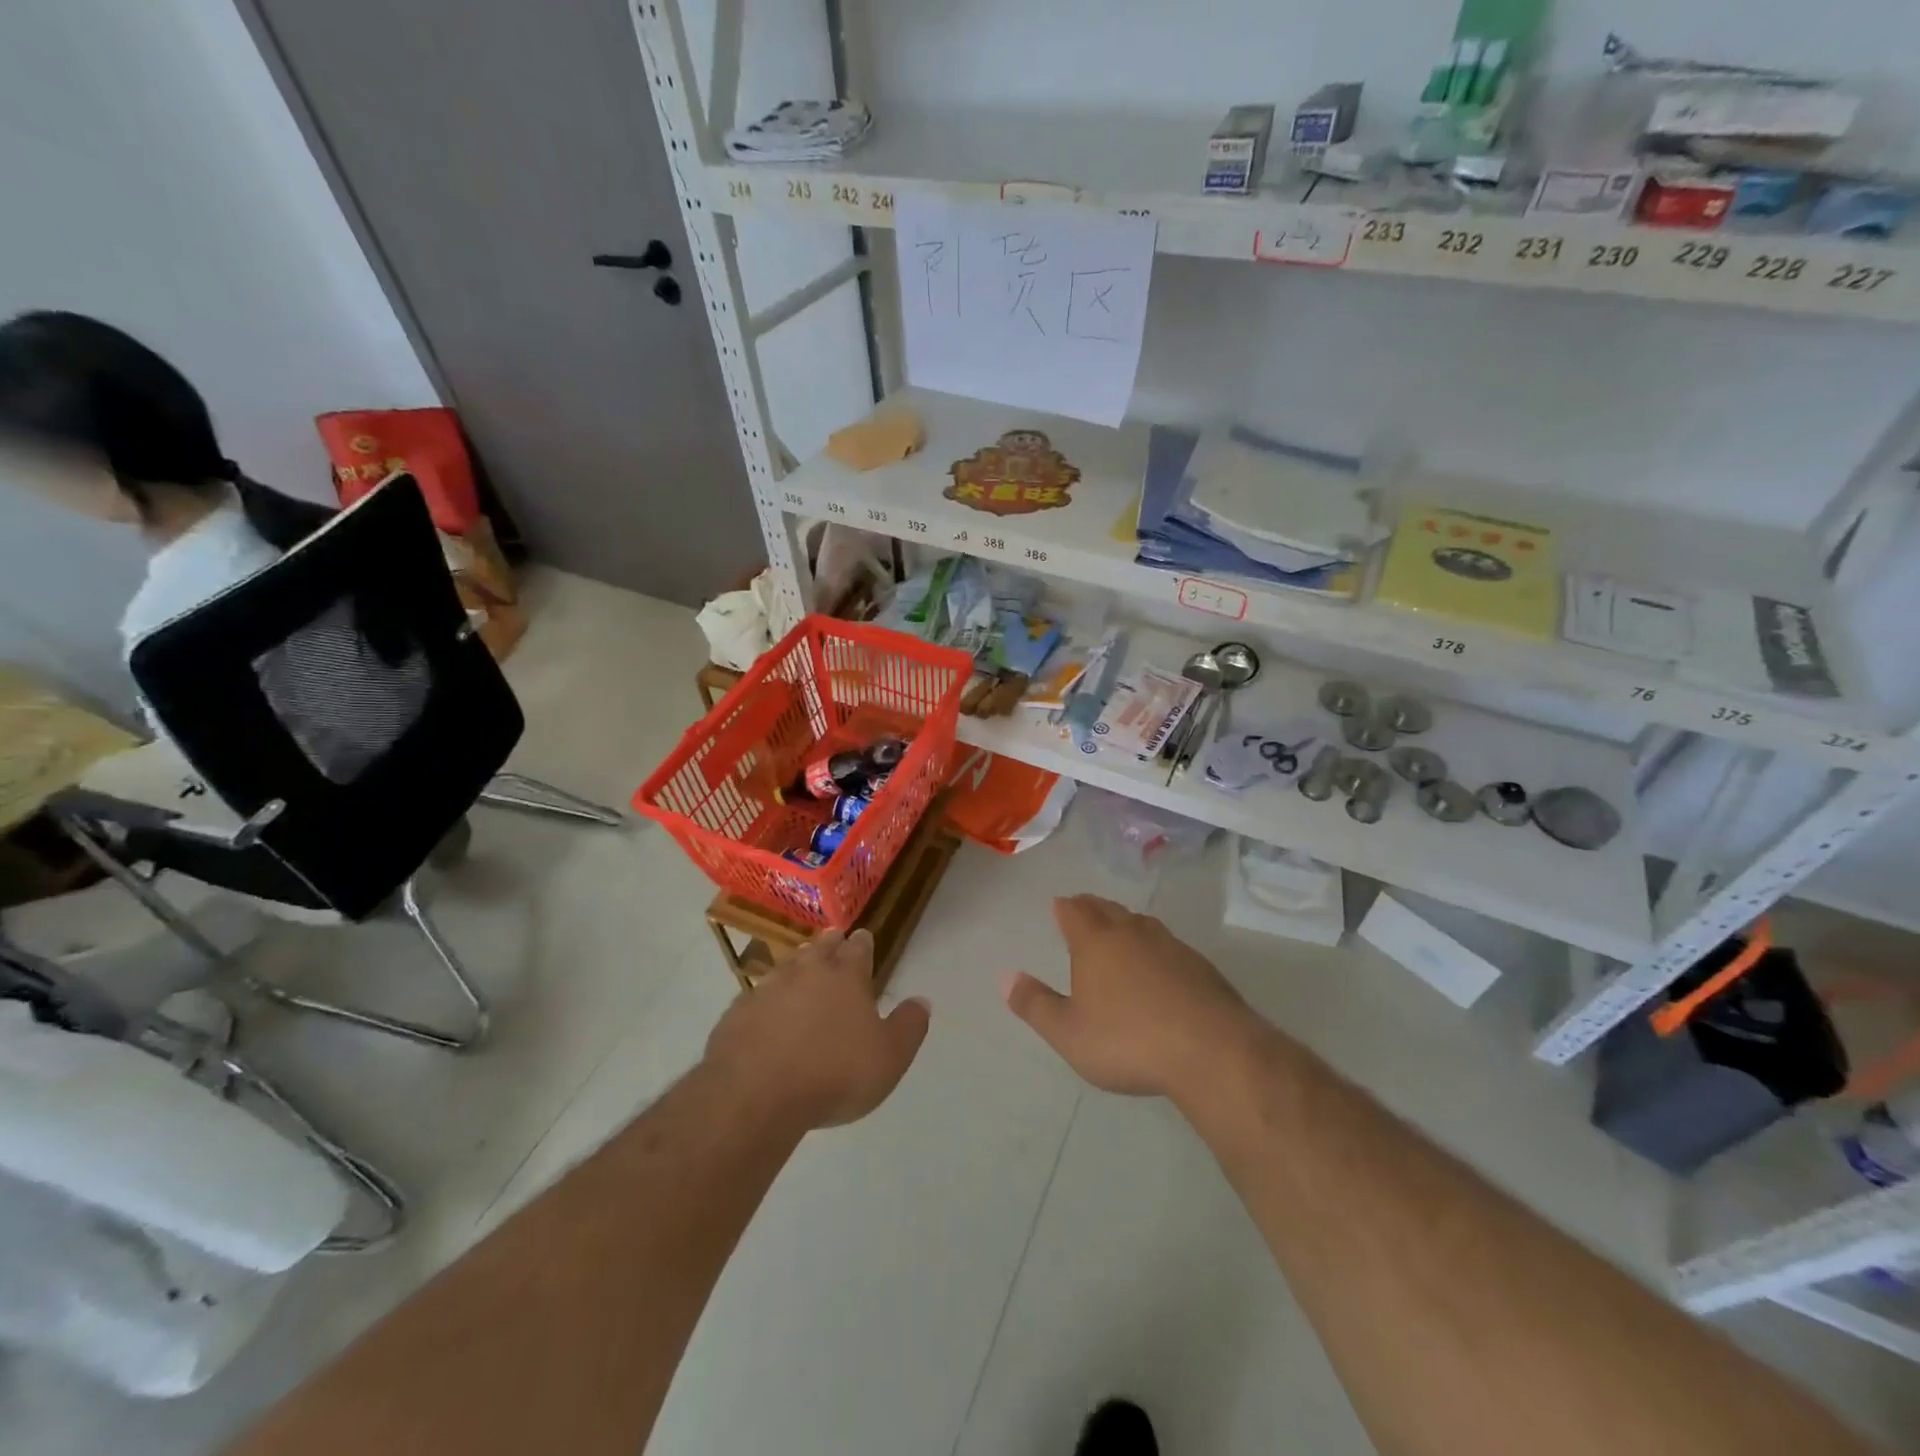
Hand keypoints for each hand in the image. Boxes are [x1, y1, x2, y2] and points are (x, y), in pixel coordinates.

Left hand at [704, 929, 929, 1130]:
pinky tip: (766, 1012)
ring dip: (797, 965)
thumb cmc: (833, 1074)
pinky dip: (767, 999)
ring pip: (787, 966)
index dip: (863, 943)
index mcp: (846, 976)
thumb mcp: (889, 1058)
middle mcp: (806, 971)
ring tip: (801, 968)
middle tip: (834, 940)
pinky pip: (757, 997)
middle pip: (821, 947)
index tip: (864, 937)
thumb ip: (909, 1027)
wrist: (755, 1095)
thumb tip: (922, 1001)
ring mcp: (767, 989)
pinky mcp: (737, 1013)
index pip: (859, 948)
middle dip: (830, 943)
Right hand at [1004, 895, 1254, 1098]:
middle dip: (1091, 908)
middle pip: (1107, 908)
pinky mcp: (1199, 965)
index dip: (1064, 907)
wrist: (1211, 1050)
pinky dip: (1153, 947)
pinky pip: (1167, 944)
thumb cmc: (1128, 1040)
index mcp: (1096, 941)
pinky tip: (1157, 966)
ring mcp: (1170, 944)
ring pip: (1140, 922)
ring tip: (1117, 932)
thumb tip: (1005, 976)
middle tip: (1082, 910)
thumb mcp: (1069, 1033)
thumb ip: (1035, 1004)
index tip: (1058, 906)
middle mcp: (1132, 932)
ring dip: (1124, 923)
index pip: (1074, 910)